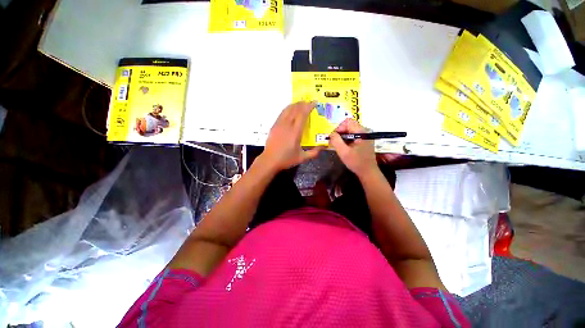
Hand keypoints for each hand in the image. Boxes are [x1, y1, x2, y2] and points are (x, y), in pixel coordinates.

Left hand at [260, 102, 322, 171]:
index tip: (314, 102)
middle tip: (308, 101)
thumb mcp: (302, 158)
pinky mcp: (274, 126)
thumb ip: (313, 153)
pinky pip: (281, 114)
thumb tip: (323, 147)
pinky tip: (290, 110)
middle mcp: (287, 125)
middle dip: (302, 103)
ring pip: (287, 110)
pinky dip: (287, 109)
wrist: (269, 161)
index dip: (309, 106)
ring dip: (294, 105)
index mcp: (295, 132)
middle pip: (295, 109)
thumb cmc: (286, 159)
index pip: (302, 114)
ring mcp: (279, 125)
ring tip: (300, 104)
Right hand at [329, 118, 378, 178]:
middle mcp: (364, 132)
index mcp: (361, 132)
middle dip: (340, 133)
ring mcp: (365, 136)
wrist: (368, 172)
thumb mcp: (343, 152)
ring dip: (342, 137)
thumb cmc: (356, 162)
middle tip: (334, 142)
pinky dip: (346, 140)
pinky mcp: (364, 141)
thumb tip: (331, 134)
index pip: (347, 122)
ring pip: (350, 131)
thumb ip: (336, 141)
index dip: (339, 128)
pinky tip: (344, 147)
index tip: (334, 138)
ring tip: (338, 146)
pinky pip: (353, 136)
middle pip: (349, 125)